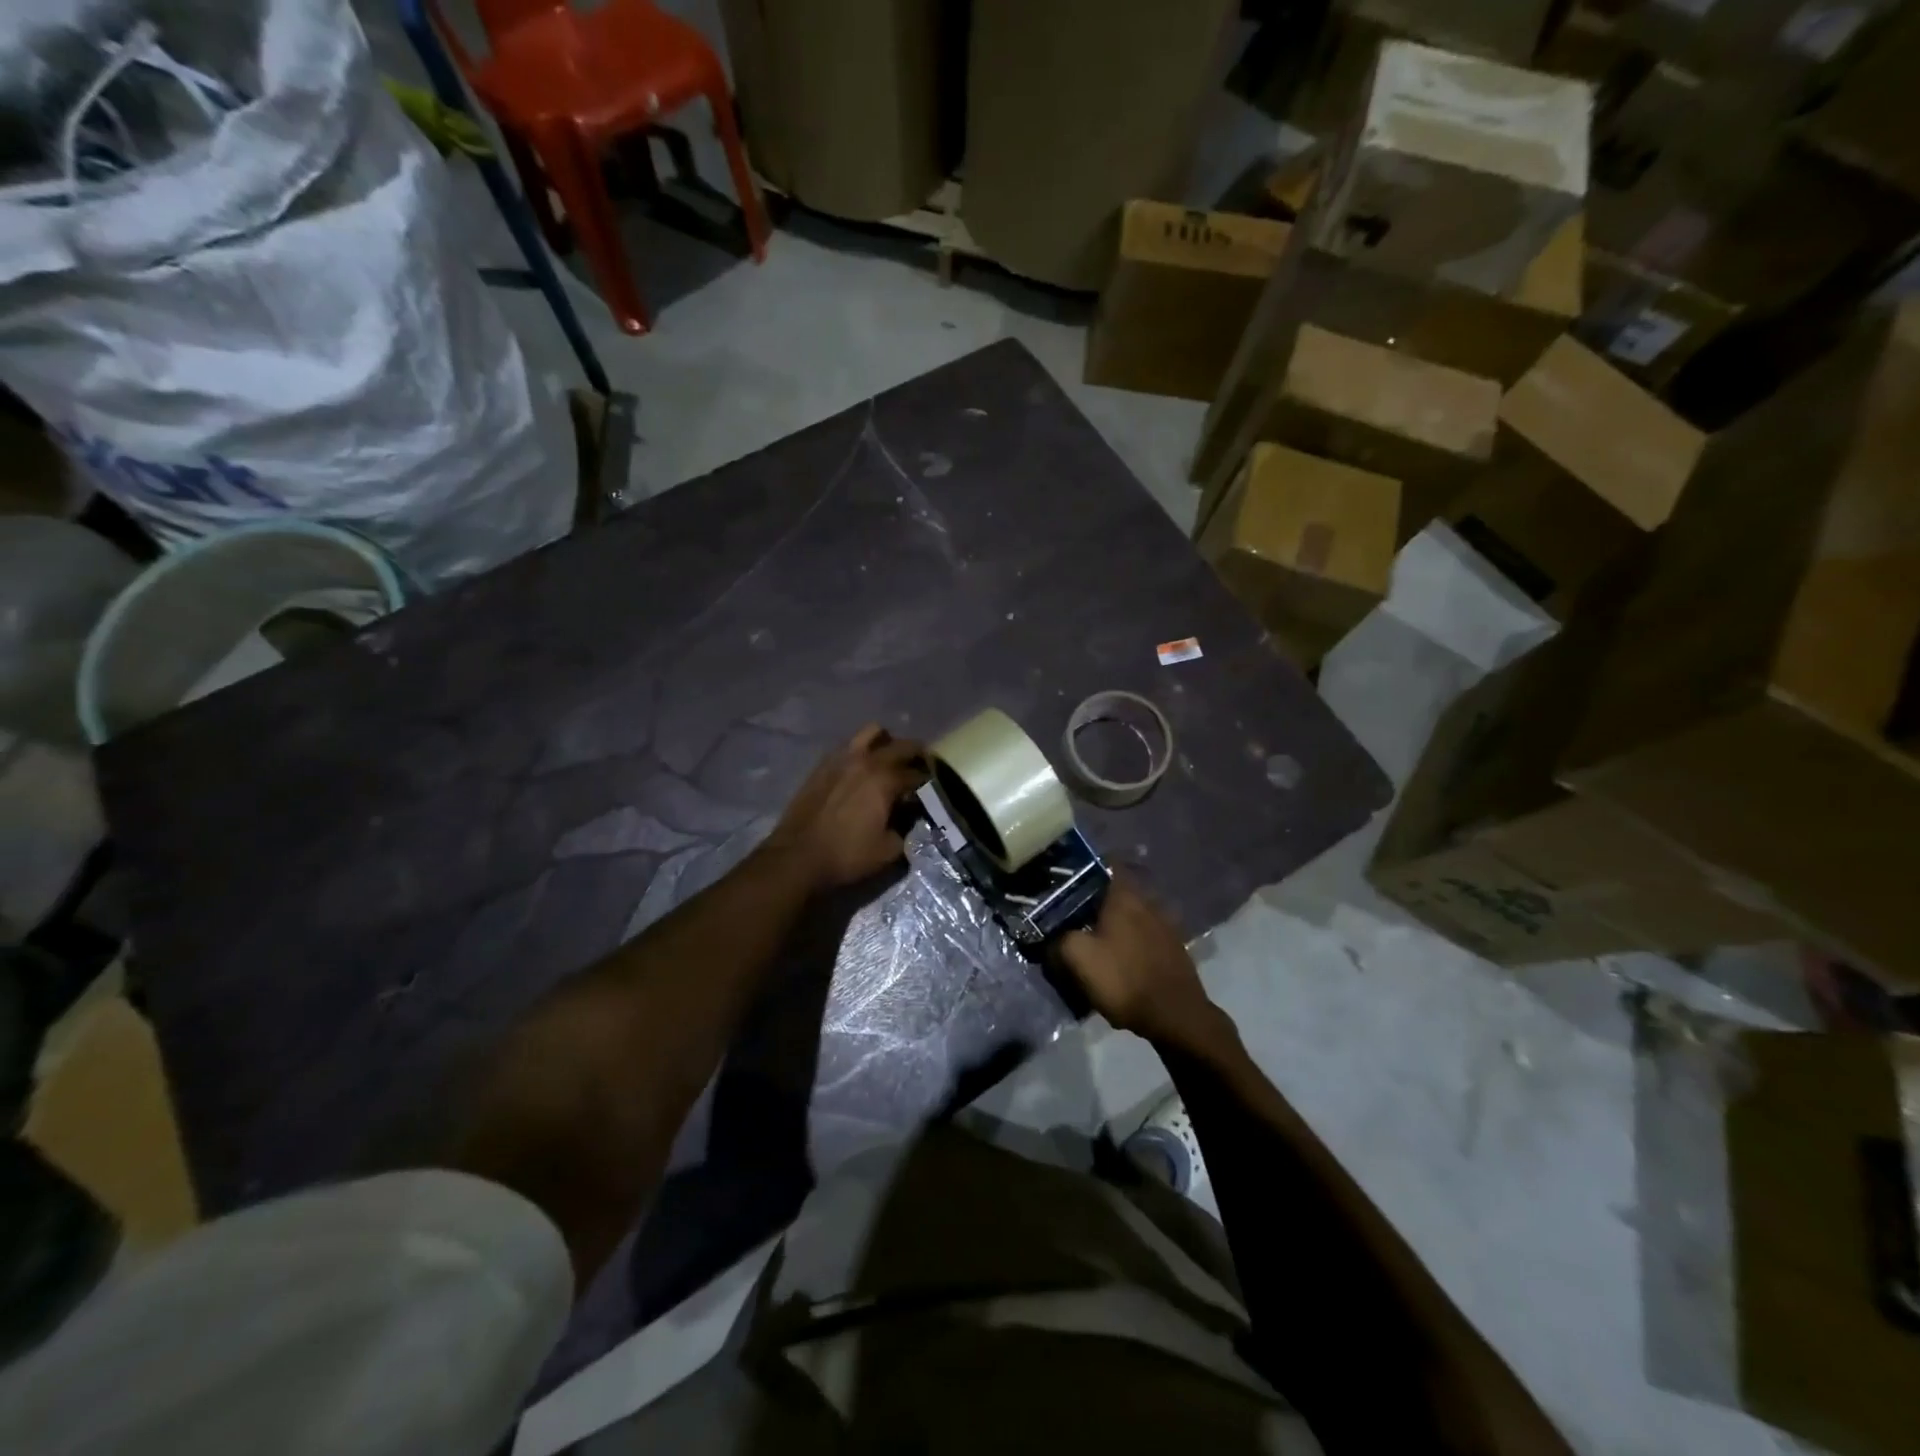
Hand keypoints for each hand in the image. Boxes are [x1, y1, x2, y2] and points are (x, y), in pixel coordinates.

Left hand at [765, 725, 926, 891]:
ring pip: (872, 732)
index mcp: (885, 780)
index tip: (933, 790)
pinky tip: (861, 769)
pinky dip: (862, 750)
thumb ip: (906, 830)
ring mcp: (842, 758)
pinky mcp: (823, 764)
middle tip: (921, 768)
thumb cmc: (846, 855)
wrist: (797, 857)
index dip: (929, 782)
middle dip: (917, 754)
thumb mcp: (888, 851)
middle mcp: (866, 761)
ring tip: (889, 759)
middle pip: (902, 745)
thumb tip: (909, 818)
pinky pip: (849, 745)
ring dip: (887, 742)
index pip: (918, 774)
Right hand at [1059, 879, 1227, 1049]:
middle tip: (1073, 912)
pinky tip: (1117, 956)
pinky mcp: (1173, 947)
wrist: (1175, 1015)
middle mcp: (1148, 901)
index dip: (1086, 867)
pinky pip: (1144, 933)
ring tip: (1093, 936)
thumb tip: (1052, 937)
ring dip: (1114, 921)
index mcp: (1124, 895)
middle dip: (1096, 898)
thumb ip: (1059, 939)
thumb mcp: (1078, 958)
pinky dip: (1129, 939)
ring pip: (1132, 912)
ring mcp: (1165, 924)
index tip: (1067, 878)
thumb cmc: (1123, 978)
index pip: (1106, 863)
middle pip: (1117, 889)